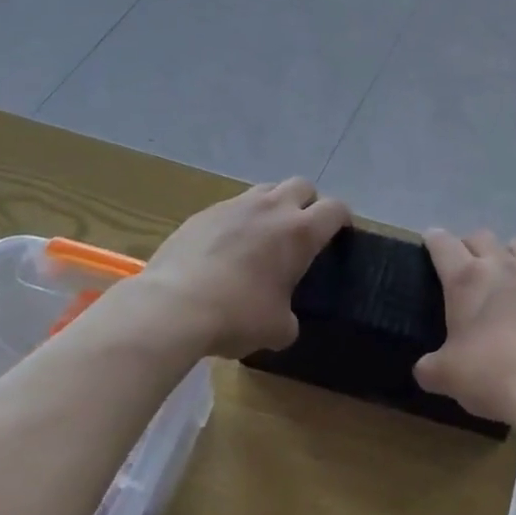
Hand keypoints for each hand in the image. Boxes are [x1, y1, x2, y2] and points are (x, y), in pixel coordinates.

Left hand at [142, 179, 348, 356]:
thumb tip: (284, 320)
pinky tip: (225, 249)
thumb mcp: (275, 329)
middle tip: (301, 231)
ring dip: (272, 206)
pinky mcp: (203, 213)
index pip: (336, 209)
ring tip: (263, 236)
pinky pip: (231, 207)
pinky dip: (237, 221)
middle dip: (308, 203)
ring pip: (266, 190)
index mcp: (300, 232)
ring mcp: (235, 206)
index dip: (342, 219)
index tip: (340, 235)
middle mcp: (272, 208)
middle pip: (302, 185)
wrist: (172, 306)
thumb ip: (289, 318)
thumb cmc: (236, 315)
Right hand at [413, 229, 515, 424]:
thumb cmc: (490, 373)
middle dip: (470, 246)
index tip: (430, 242)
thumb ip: (430, 367)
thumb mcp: (446, 376)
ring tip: (504, 277)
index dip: (434, 240)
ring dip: (508, 255)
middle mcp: (502, 266)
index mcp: (466, 279)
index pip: (443, 244)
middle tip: (465, 267)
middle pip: (482, 236)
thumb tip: (425, 369)